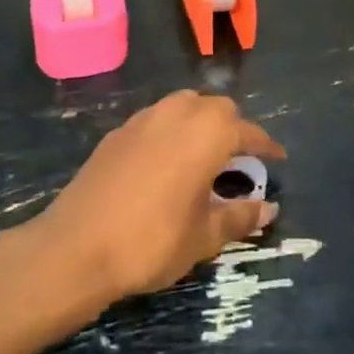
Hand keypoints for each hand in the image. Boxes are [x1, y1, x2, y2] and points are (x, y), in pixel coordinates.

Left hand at [30, 91, 285, 304]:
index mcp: (208, 133)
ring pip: (183, 106)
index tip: (278, 158)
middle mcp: (178, 113)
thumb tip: (269, 209)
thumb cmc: (152, 241)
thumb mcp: (204, 236)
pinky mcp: (117, 133)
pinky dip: (171, 131)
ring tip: (204, 155)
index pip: (248, 132)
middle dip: (233, 128)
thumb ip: (239, 216)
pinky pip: (156, 120)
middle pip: (216, 108)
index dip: (266, 146)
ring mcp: (144, 119)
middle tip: (240, 159)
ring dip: (200, 122)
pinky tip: (166, 163)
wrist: (76, 247)